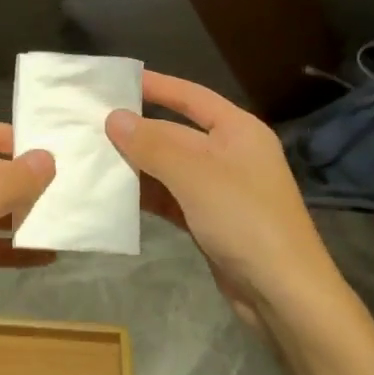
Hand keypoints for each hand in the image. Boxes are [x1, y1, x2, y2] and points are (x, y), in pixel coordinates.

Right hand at [106, 71, 357, 342]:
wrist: (282, 292)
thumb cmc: (243, 218)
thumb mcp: (194, 172)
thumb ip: (152, 142)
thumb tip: (113, 117)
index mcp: (238, 130)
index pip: (190, 96)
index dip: (155, 85)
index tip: (115, 82)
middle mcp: (230, 154)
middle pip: (176, 131)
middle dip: (137, 128)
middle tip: (91, 121)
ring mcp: (220, 189)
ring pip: (169, 166)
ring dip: (136, 163)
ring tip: (92, 155)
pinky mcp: (209, 220)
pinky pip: (170, 197)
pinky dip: (145, 194)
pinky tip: (114, 194)